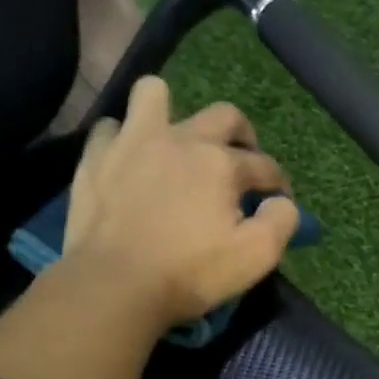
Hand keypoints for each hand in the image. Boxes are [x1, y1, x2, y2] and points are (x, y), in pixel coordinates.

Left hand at [62, 75, 299, 327]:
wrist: (115, 284)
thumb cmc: (190, 273)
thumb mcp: (256, 256)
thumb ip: (281, 221)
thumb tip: (282, 202)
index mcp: (222, 163)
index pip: (265, 165)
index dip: (278, 184)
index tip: (276, 203)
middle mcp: (181, 138)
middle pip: (224, 115)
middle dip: (243, 135)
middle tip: (240, 162)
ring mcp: (133, 142)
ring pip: (154, 94)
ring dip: (171, 113)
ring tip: (175, 144)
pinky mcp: (96, 157)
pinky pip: (111, 128)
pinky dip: (125, 140)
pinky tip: (130, 163)